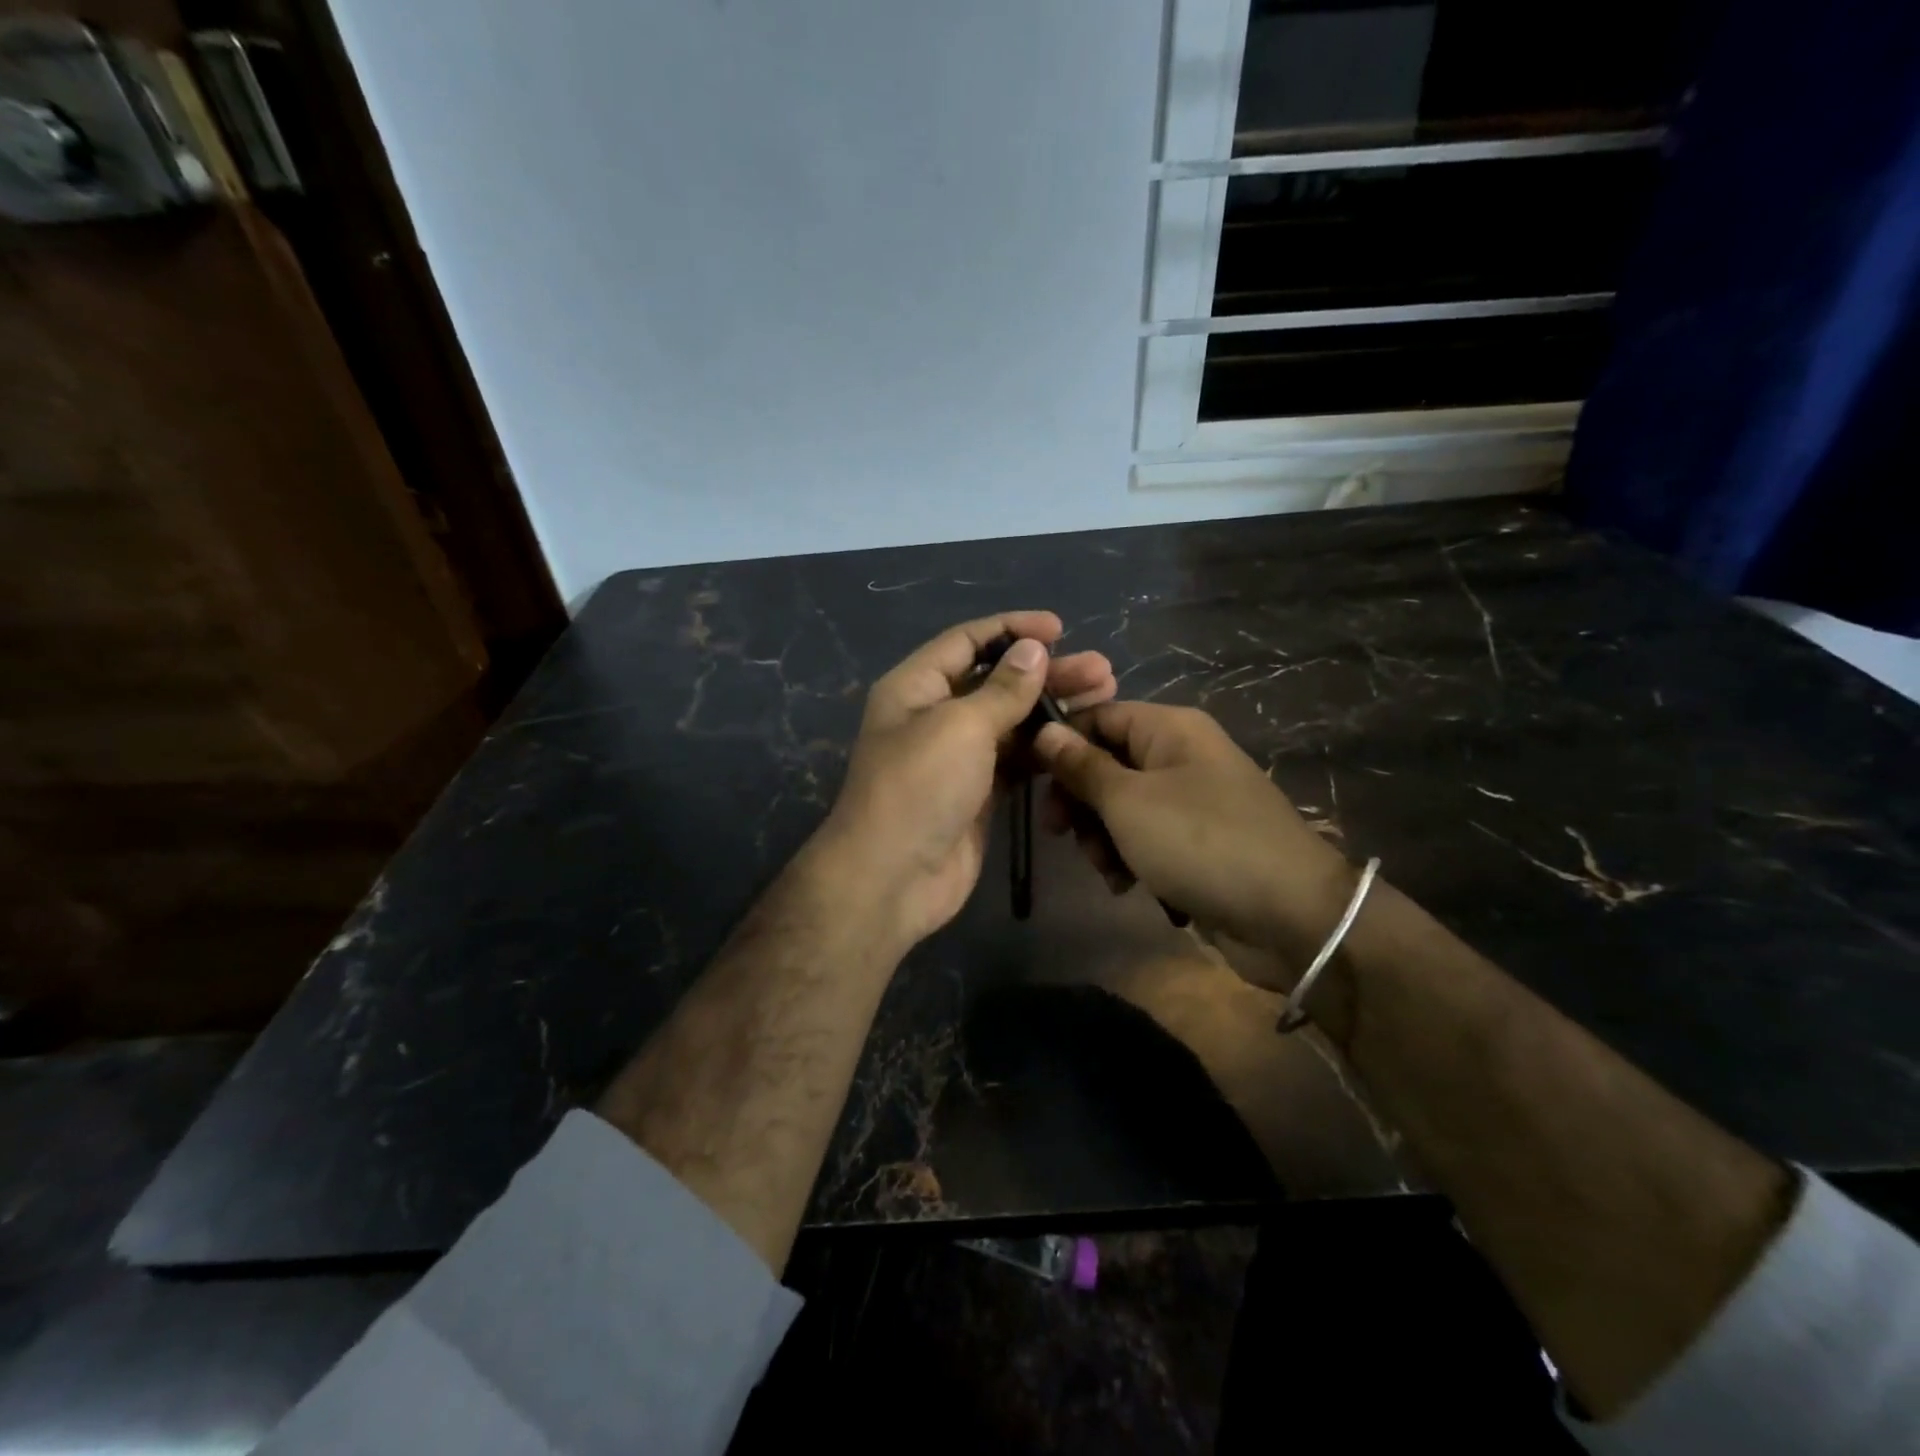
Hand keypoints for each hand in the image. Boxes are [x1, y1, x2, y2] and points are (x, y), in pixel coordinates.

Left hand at [816, 611, 1117, 949]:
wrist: (892, 878)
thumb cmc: (920, 788)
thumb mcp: (960, 726)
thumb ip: (1002, 688)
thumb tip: (1032, 649)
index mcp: (916, 687)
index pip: (967, 641)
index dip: (1012, 629)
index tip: (1060, 628)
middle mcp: (935, 715)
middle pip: (996, 681)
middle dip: (1046, 672)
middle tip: (1101, 670)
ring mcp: (958, 757)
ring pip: (1012, 721)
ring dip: (1053, 708)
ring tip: (1104, 697)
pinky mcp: (979, 792)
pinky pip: (1016, 759)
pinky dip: (1046, 748)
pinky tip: (1080, 740)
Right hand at [1033, 702, 1351, 961]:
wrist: (1290, 915)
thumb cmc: (1200, 842)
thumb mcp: (1128, 802)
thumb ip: (1082, 766)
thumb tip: (1044, 730)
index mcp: (1169, 728)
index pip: (1097, 716)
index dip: (1060, 743)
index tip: (1027, 777)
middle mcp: (1180, 755)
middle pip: (1107, 762)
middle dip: (1080, 799)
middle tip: (1060, 831)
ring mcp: (1191, 799)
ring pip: (1122, 805)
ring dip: (1101, 836)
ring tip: (1106, 867)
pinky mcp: (1197, 840)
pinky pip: (1146, 836)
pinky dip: (1129, 857)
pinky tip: (1126, 885)